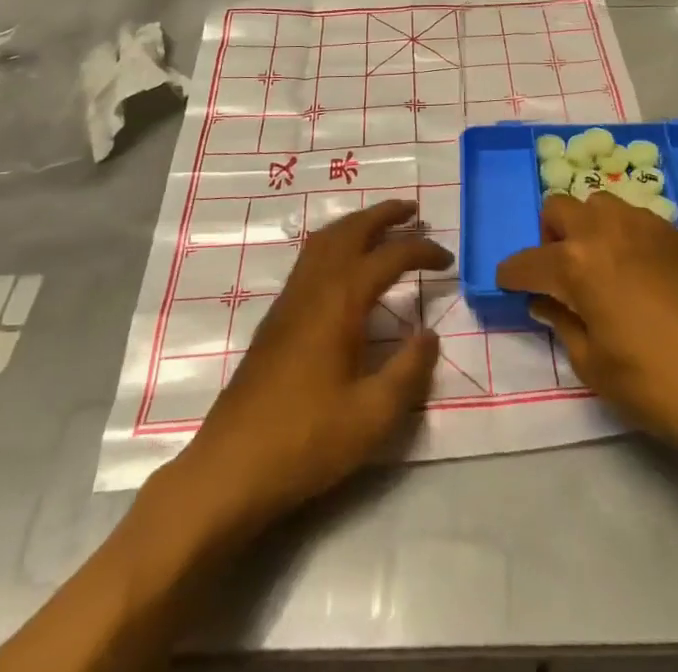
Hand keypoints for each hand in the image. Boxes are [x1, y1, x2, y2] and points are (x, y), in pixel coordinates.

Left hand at [176, 200, 451, 529]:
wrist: (230, 468)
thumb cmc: (306, 441)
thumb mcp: (372, 416)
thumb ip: (408, 371)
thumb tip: (429, 335)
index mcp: (341, 301)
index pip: (390, 257)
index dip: (422, 251)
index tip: (448, 260)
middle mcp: (314, 287)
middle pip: (351, 230)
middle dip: (384, 214)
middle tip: (414, 209)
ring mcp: (290, 299)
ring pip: (325, 239)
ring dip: (357, 224)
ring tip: (383, 225)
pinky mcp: (276, 317)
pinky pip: (310, 257)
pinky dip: (335, 242)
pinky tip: (344, 264)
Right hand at [496, 193, 677, 462]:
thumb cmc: (656, 384)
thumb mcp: (594, 365)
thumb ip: (563, 324)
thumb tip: (546, 302)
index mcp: (577, 263)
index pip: (528, 261)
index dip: (512, 275)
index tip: (508, 285)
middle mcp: (606, 230)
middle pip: (559, 209)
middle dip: (548, 236)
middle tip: (558, 273)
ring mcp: (647, 226)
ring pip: (600, 204)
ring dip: (588, 227)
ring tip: (600, 266)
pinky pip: (637, 219)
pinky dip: (624, 236)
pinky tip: (639, 272)